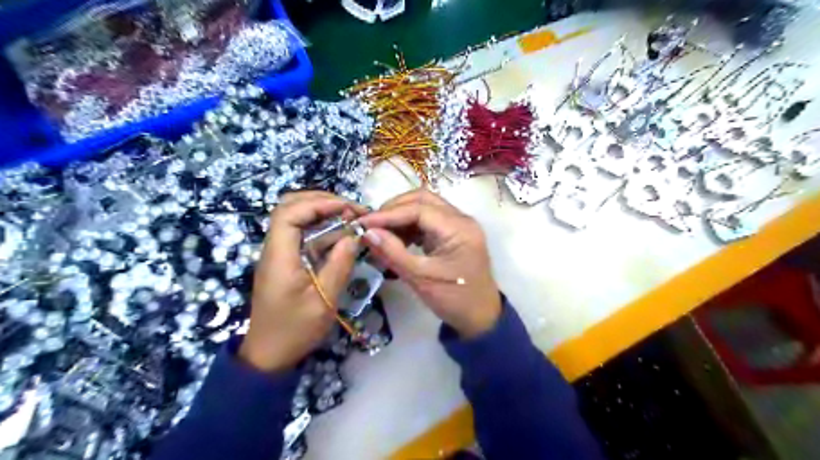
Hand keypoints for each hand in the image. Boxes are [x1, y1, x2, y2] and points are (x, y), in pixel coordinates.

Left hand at [239, 192, 362, 370]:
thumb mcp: (324, 300)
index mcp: (279, 256)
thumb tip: (354, 236)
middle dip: (321, 201)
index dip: (319, 203)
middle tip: (351, 209)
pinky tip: (342, 236)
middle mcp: (275, 249)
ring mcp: (280, 254)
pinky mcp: (287, 262)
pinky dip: (323, 229)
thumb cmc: (295, 330)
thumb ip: (339, 265)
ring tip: (351, 218)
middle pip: (289, 207)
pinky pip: (303, 236)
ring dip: (323, 213)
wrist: (269, 355)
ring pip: (296, 219)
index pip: (289, 213)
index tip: (348, 208)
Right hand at [359, 189, 500, 337]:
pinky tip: (395, 239)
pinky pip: (428, 220)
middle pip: (423, 200)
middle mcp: (461, 219)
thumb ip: (393, 252)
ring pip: (425, 207)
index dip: (388, 214)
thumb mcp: (420, 278)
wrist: (481, 318)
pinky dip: (409, 226)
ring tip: (380, 233)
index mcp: (459, 228)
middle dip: (394, 209)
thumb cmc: (454, 300)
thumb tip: (367, 232)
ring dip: (401, 216)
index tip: (363, 223)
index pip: (419, 209)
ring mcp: (458, 225)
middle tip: (371, 225)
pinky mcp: (453, 234)